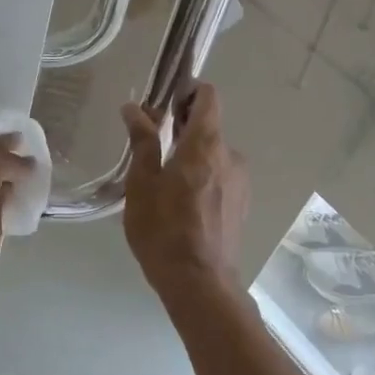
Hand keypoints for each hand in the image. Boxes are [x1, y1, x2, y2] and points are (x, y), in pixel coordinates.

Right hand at [120, 83, 248, 296]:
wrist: (199, 283)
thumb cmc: (163, 229)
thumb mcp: (142, 183)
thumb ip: (142, 141)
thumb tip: (133, 108)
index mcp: (206, 145)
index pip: (208, 97)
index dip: (187, 91)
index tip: (163, 102)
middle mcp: (231, 156)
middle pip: (208, 126)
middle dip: (181, 126)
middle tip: (150, 142)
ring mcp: (240, 181)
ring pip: (213, 154)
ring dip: (191, 154)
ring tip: (162, 178)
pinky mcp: (241, 203)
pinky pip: (220, 176)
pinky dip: (202, 176)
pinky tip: (181, 201)